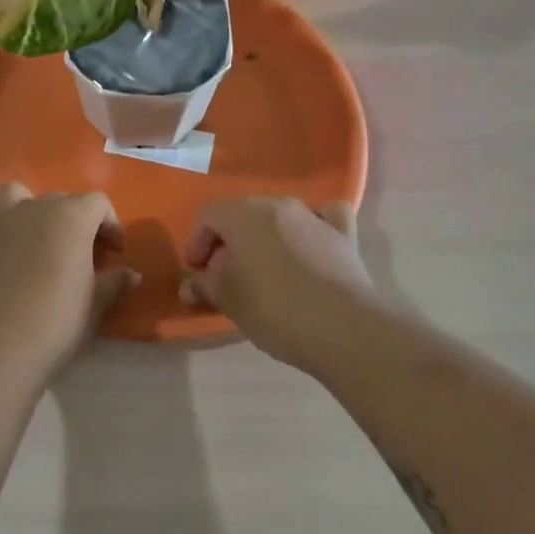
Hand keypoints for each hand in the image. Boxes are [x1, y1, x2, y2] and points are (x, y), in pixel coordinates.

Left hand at [0, 182, 138, 374]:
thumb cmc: (56, 324)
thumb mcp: (95, 306)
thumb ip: (114, 283)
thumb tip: (132, 274)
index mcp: (70, 218)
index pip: (98, 203)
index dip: (110, 225)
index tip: (114, 255)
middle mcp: (33, 210)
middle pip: (59, 199)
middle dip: (74, 221)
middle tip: (81, 257)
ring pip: (12, 194)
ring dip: (26, 207)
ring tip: (35, 237)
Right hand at [181, 198, 375, 367]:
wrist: (343, 328)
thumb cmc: (275, 310)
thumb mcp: (229, 302)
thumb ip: (205, 287)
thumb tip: (190, 286)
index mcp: (244, 215)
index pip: (209, 214)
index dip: (197, 241)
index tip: (197, 272)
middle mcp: (278, 205)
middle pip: (244, 213)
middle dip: (229, 241)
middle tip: (225, 275)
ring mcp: (314, 217)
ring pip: (281, 216)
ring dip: (266, 237)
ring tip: (264, 270)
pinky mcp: (344, 235)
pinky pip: (324, 218)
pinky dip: (313, 227)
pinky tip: (310, 245)